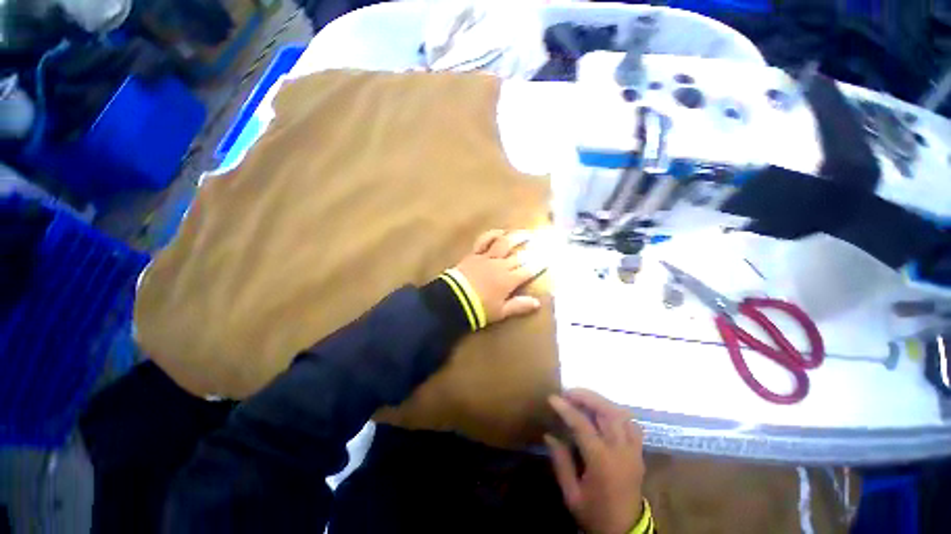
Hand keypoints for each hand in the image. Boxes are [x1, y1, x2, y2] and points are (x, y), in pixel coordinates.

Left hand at [453, 229, 542, 324]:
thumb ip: (519, 306)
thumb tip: (537, 303)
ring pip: (505, 244)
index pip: (528, 271)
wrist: (454, 299)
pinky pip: (484, 241)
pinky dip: (492, 235)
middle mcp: (501, 266)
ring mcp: (487, 257)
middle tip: (542, 244)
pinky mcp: (475, 254)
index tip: (548, 259)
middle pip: (519, 256)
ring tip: (526, 234)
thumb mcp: (501, 312)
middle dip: (532, 251)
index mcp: (509, 280)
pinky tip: (500, 232)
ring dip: (517, 238)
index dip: (539, 265)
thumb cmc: (479, 308)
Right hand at [546, 389, 645, 533]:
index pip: (583, 425)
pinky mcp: (639, 454)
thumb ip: (561, 462)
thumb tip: (549, 436)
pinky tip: (603, 414)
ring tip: (583, 399)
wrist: (625, 533)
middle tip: (569, 393)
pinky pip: (632, 425)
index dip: (566, 409)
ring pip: (622, 414)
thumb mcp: (571, 494)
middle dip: (587, 396)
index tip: (552, 398)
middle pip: (608, 412)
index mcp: (602, 462)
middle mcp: (621, 451)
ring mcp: (634, 451)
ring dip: (601, 402)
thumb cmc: (595, 514)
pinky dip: (617, 414)